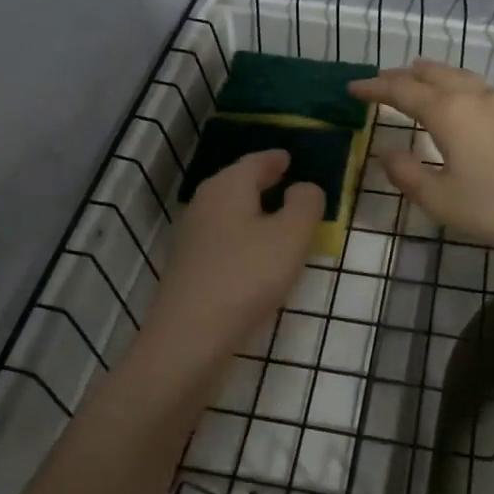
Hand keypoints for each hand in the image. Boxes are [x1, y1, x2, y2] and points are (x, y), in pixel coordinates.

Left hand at [142, 150, 324, 370]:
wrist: (190, 335)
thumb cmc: (247, 276)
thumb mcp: (290, 237)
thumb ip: (305, 205)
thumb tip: (304, 187)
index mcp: (228, 186)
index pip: (255, 162)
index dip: (275, 159)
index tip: (289, 157)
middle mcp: (204, 203)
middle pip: (236, 183)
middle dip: (260, 180)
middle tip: (284, 180)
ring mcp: (191, 236)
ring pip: (227, 210)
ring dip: (250, 210)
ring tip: (275, 216)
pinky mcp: (188, 266)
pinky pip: (221, 237)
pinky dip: (240, 234)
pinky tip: (254, 252)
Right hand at [349, 59, 493, 258]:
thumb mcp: (441, 199)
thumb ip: (407, 174)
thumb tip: (386, 152)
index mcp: (447, 112)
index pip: (401, 91)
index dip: (374, 88)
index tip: (352, 88)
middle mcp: (471, 96)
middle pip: (428, 74)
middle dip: (399, 76)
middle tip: (378, 83)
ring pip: (455, 74)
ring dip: (428, 74)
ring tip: (412, 77)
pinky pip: (473, 84)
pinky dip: (451, 82)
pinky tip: (455, 97)